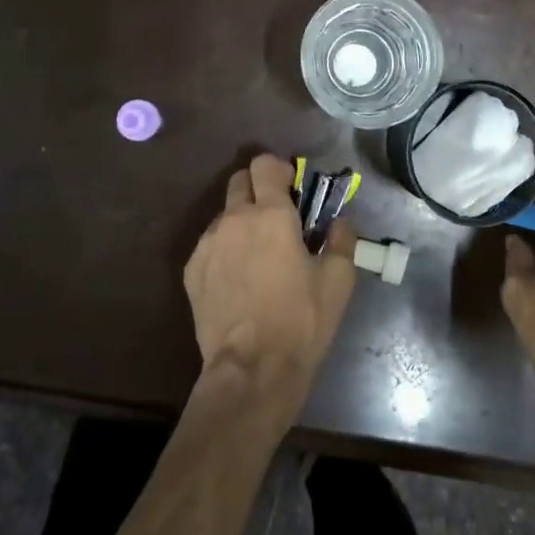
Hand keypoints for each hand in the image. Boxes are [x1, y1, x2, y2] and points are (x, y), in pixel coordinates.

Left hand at [184, 154, 356, 403]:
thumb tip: (339, 222)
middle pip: (238, 181)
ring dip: (241, 221)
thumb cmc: (302, 320)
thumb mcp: (339, 279)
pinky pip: (210, 244)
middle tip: (278, 216)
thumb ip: (341, 240)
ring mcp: (207, 245)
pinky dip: (226, 248)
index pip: (264, 165)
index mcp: (271, 214)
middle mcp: (233, 219)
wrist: (252, 369)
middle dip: (258, 188)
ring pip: (223, 215)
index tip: (293, 187)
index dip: (279, 168)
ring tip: (258, 254)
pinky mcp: (192, 271)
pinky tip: (239, 278)